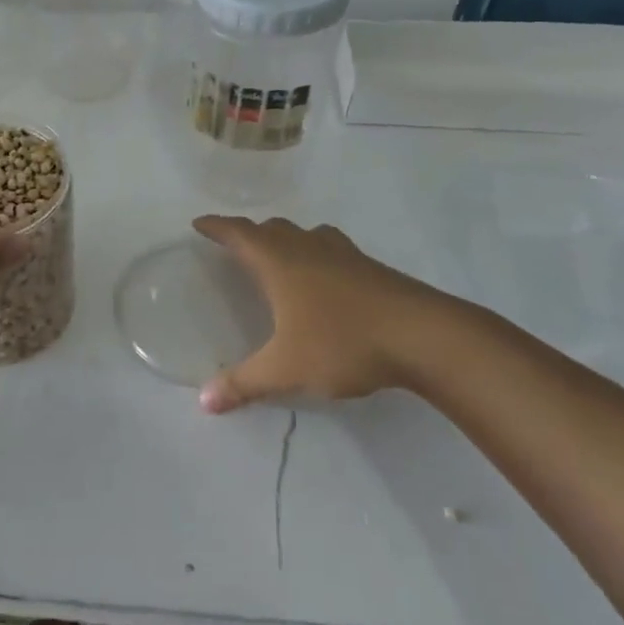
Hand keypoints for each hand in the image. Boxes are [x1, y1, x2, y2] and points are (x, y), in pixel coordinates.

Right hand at [192, 215, 491, 412]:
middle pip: (271, 228)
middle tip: (235, 246)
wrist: (423, 335)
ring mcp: (343, 254)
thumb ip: (244, 383)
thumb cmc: (343, 342)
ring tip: (278, 256)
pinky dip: (315, 252)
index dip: (217, 226)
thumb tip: (204, 401)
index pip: (239, 233)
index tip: (199, 223)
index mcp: (280, 262)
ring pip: (304, 234)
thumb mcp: (286, 369)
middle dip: (249, 233)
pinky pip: (330, 248)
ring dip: (285, 239)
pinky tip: (324, 277)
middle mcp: (308, 248)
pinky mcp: (370, 267)